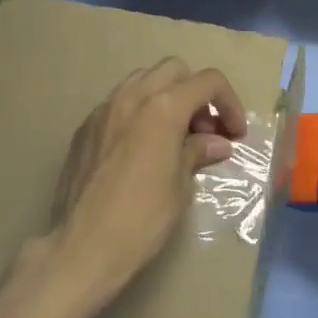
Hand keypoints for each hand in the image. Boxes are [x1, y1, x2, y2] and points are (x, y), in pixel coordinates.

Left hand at [27, 58, 247, 317]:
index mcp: (163, 107)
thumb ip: (197, 152)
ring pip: (143, 80)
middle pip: (174, 70)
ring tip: (175, 135)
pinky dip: (139, 112)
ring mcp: (103, 110)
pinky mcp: (85, 128)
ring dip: (166, 96)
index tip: (234, 133)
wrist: (82, 247)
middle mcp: (132, 97)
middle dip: (196, 92)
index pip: (208, 81)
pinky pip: (119, 103)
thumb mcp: (180, 185)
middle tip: (204, 130)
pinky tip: (143, 147)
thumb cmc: (142, 219)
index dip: (229, 103)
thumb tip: (216, 143)